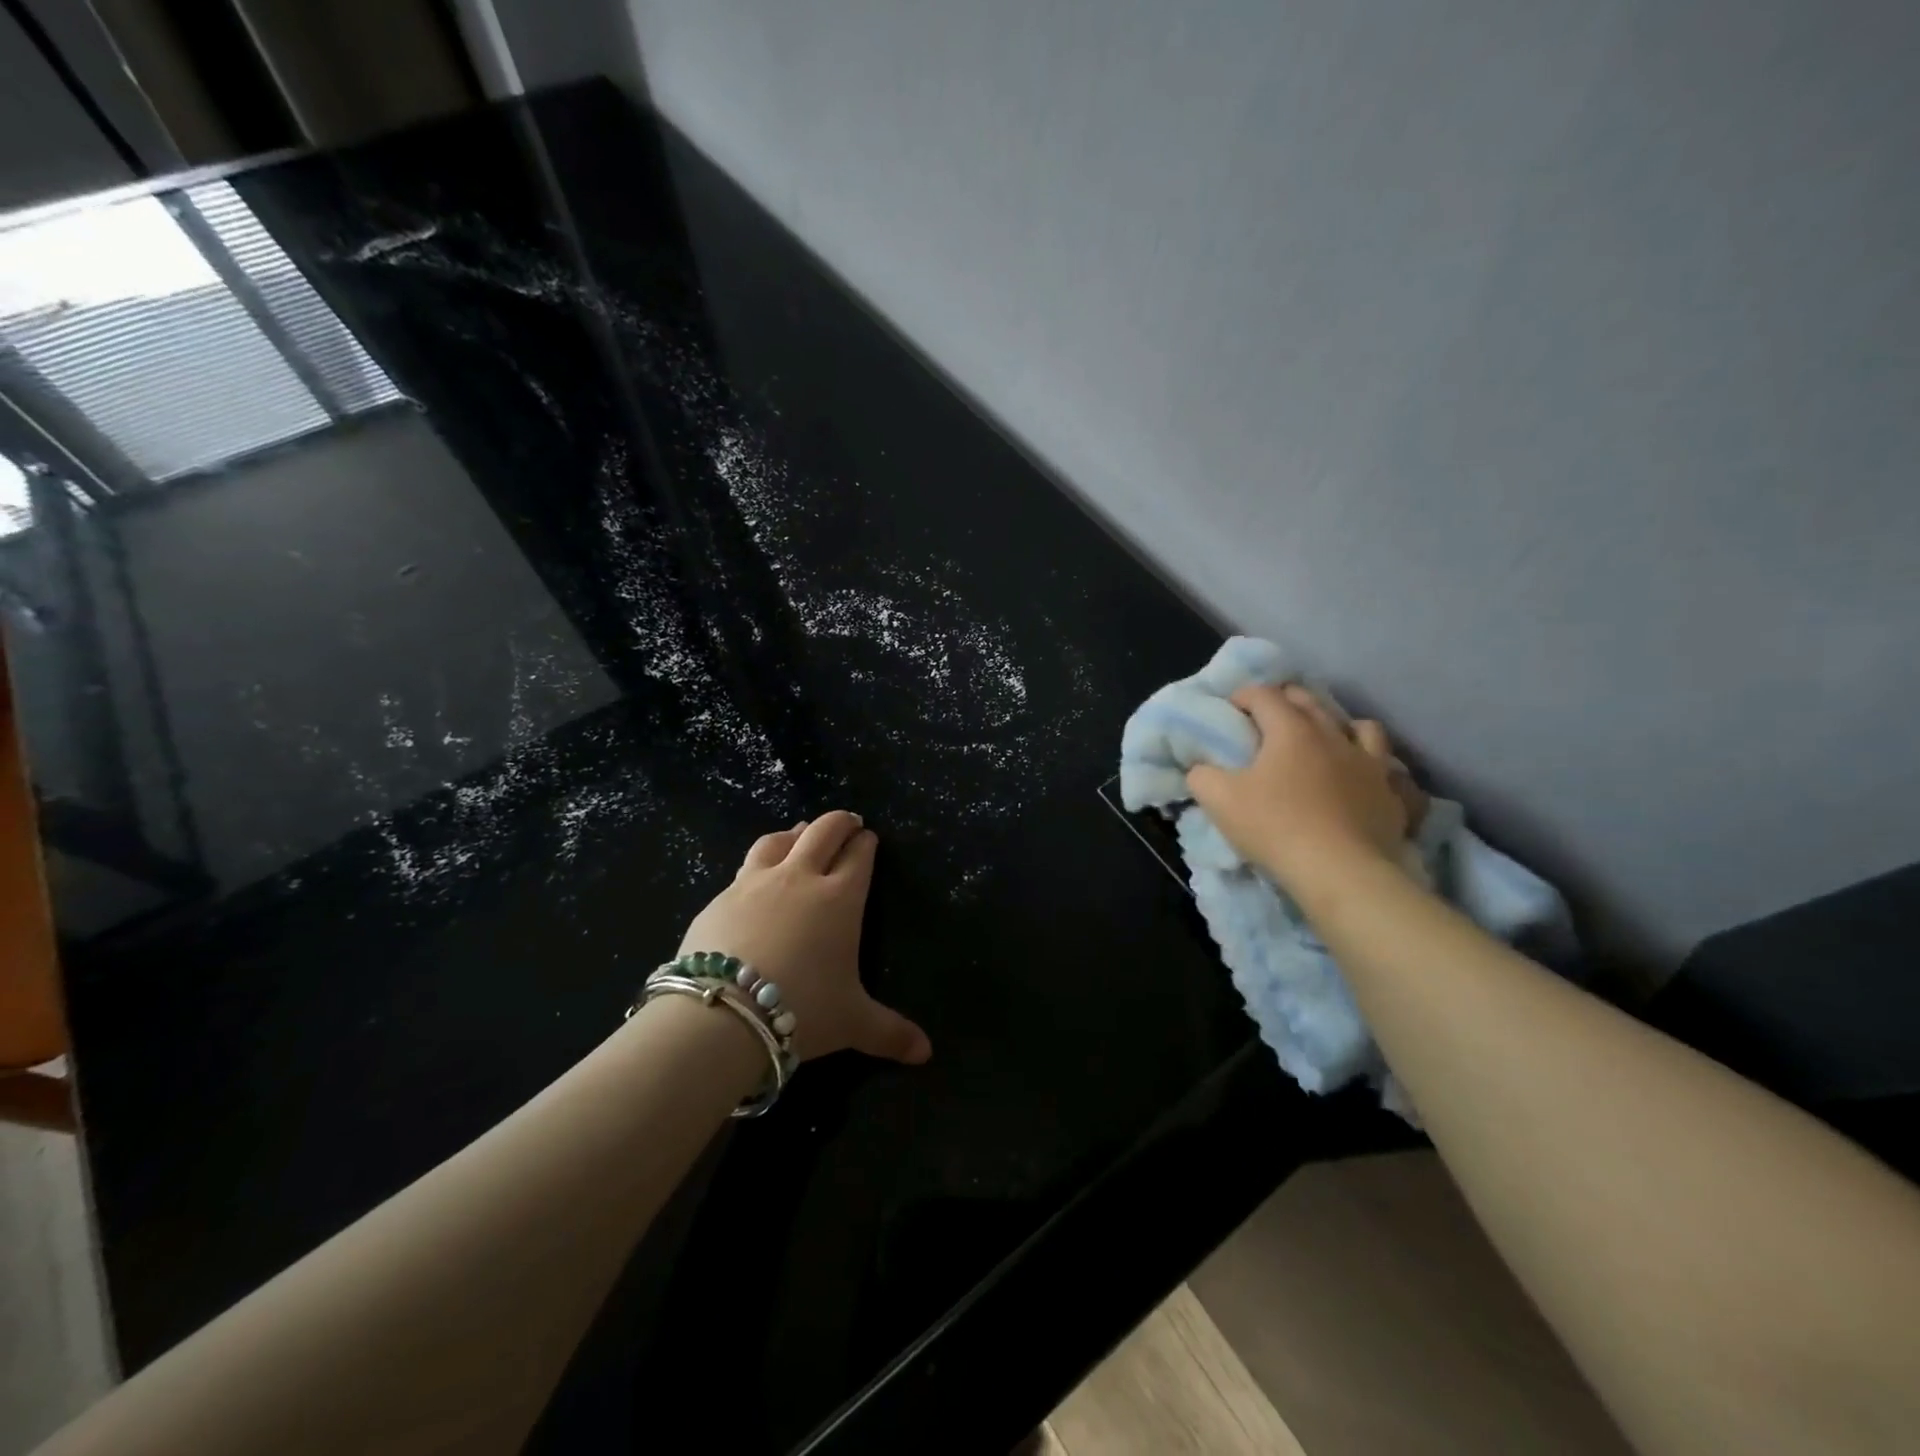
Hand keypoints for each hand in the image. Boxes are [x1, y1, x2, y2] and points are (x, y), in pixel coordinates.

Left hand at [677, 811, 931, 1064]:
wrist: (723, 1012)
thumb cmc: (802, 1008)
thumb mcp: (852, 1023)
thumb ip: (890, 1032)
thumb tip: (926, 1053)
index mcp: (839, 898)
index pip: (858, 856)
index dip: (866, 844)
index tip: (869, 838)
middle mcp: (800, 878)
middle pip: (822, 832)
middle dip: (839, 822)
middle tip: (847, 821)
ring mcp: (756, 883)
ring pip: (778, 840)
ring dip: (794, 833)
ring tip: (799, 833)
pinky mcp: (720, 897)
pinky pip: (744, 868)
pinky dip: (758, 864)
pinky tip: (754, 878)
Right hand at [1186, 684, 1422, 895]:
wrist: (1341, 872)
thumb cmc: (1275, 827)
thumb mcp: (1219, 800)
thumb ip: (1202, 776)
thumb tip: (1200, 768)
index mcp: (1291, 730)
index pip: (1264, 696)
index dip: (1244, 696)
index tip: (1231, 709)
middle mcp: (1334, 736)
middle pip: (1310, 702)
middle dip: (1287, 700)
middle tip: (1269, 715)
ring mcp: (1370, 764)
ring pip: (1361, 727)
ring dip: (1340, 726)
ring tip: (1327, 740)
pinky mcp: (1393, 794)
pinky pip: (1390, 770)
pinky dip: (1376, 766)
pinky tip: (1367, 777)